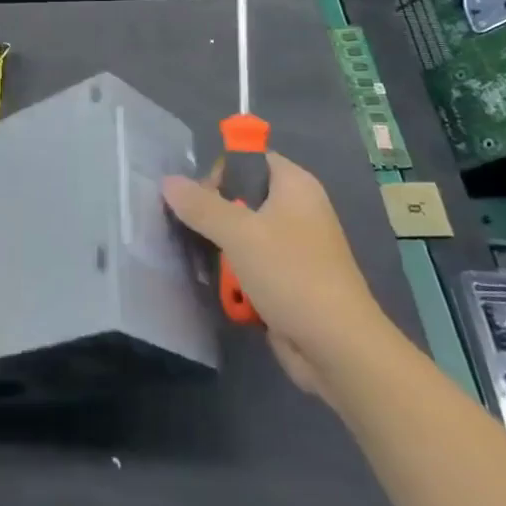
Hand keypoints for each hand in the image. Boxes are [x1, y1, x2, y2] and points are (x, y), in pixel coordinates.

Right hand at [163, 152, 389, 398]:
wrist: (337, 348)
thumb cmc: (292, 275)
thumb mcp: (239, 234)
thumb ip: (201, 206)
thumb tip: (168, 181)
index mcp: (295, 186)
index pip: (251, 158)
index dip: (223, 171)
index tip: (200, 197)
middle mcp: (298, 209)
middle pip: (243, 197)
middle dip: (215, 215)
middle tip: (197, 232)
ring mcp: (295, 247)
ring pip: (244, 234)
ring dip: (222, 249)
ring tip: (206, 264)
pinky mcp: (289, 279)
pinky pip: (252, 264)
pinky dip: (236, 274)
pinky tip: (225, 289)